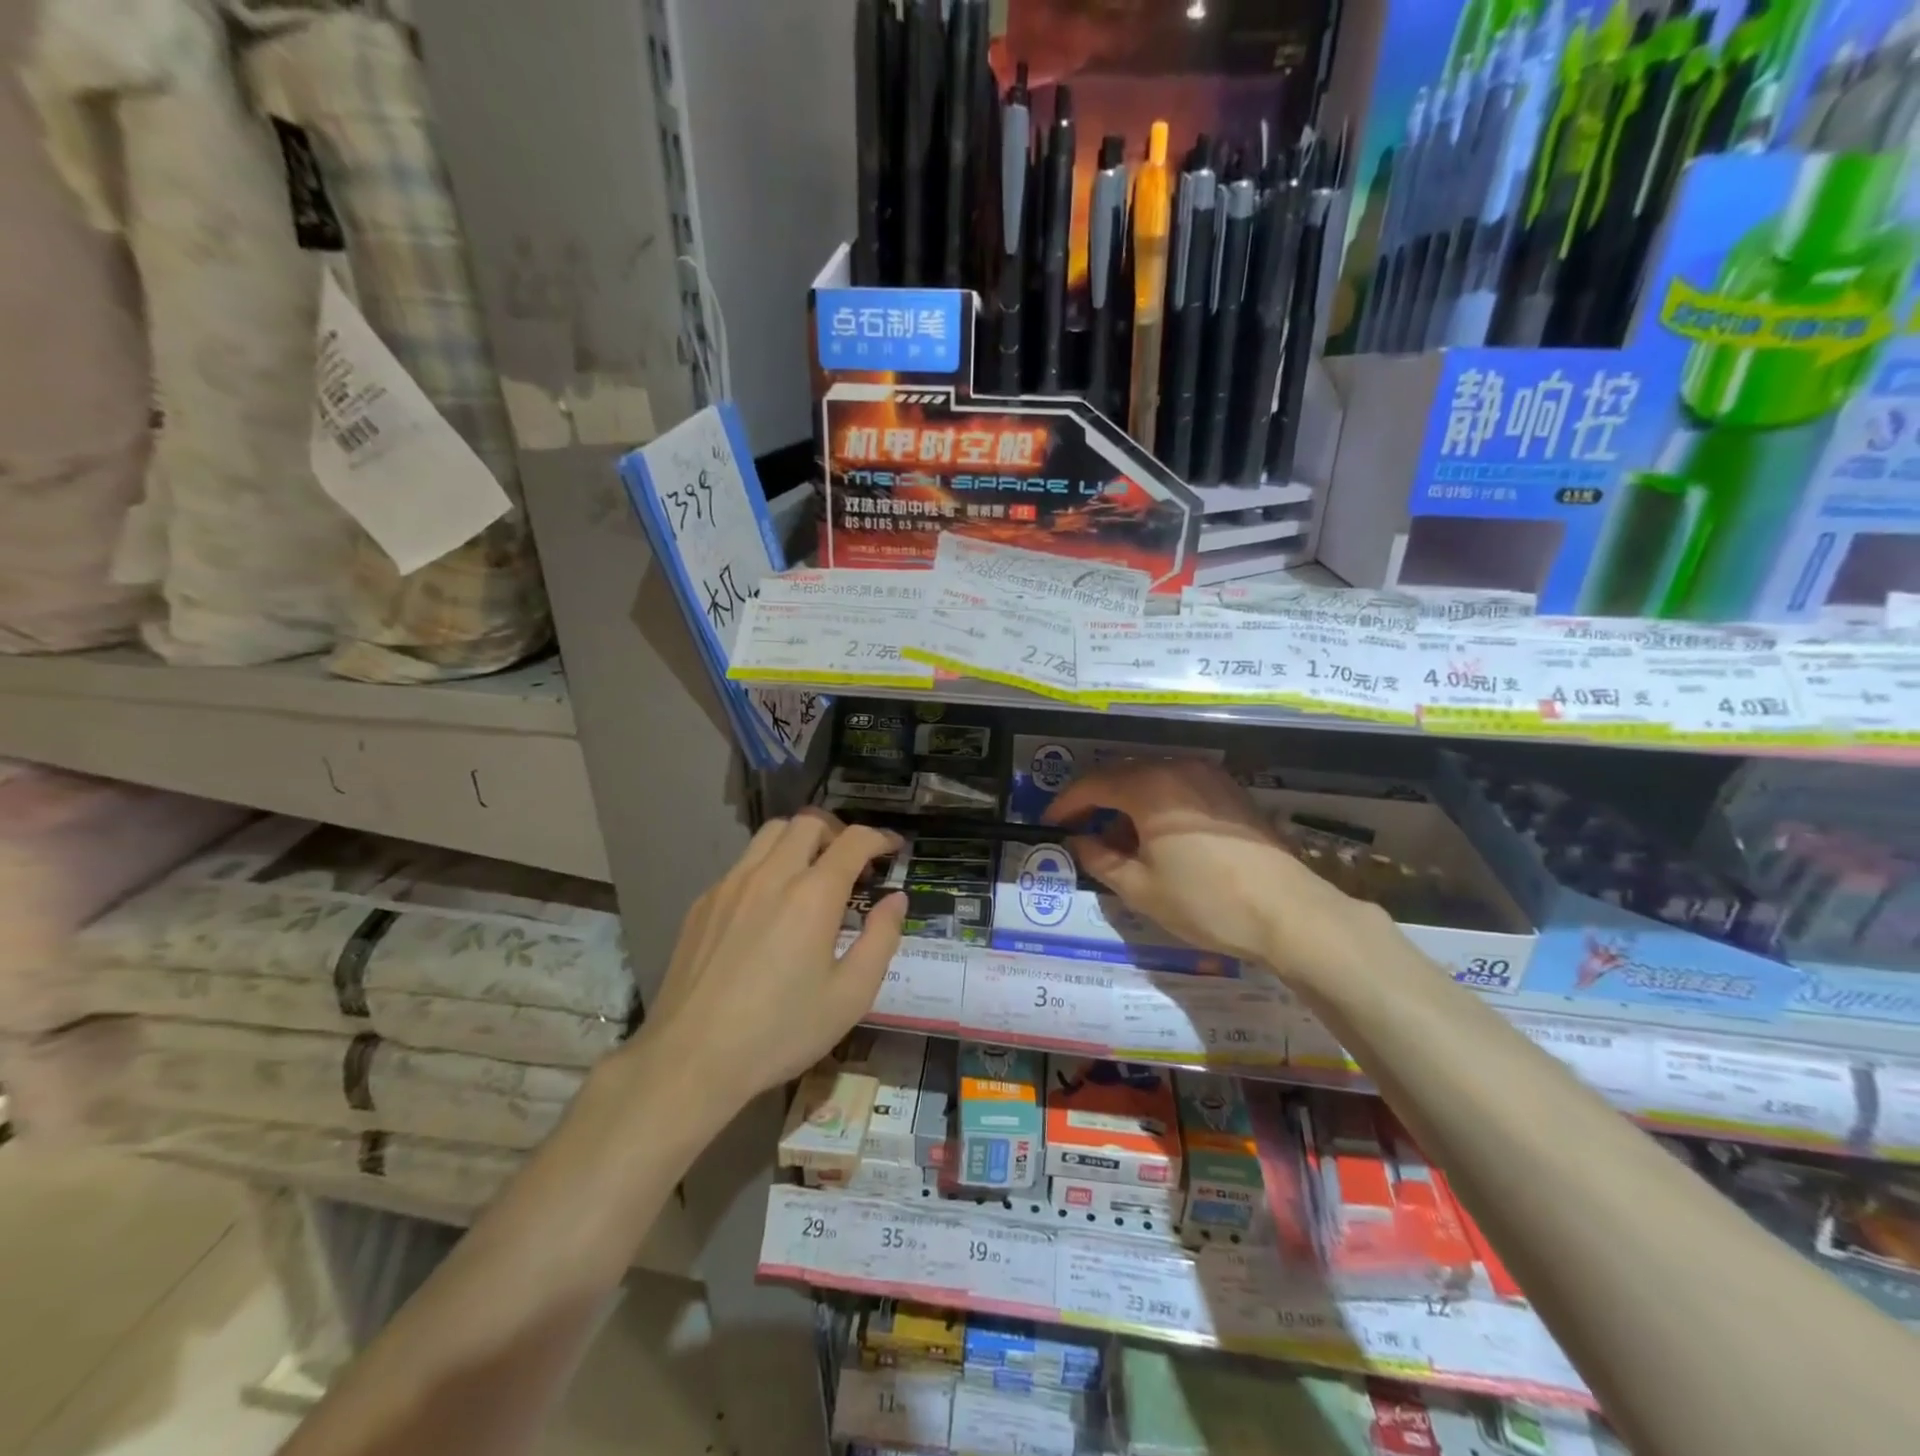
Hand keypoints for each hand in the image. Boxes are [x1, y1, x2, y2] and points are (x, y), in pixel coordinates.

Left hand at [639, 810, 906, 1112]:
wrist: (691, 1059)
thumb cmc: (781, 1031)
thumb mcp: (850, 995)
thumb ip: (881, 938)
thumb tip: (896, 899)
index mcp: (813, 895)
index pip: (853, 841)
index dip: (879, 838)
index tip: (892, 848)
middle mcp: (771, 875)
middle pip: (808, 822)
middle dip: (838, 832)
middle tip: (852, 862)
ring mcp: (730, 885)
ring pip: (770, 834)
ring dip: (800, 841)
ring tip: (811, 874)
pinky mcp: (703, 903)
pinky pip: (742, 864)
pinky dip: (767, 866)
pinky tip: (769, 907)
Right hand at [1042, 760, 1365, 977]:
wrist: (1288, 913)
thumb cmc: (1206, 902)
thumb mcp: (1140, 888)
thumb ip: (1099, 859)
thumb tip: (1077, 840)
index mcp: (1149, 787)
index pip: (1093, 784)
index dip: (1066, 803)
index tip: (1049, 823)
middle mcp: (1177, 769)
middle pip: (1122, 774)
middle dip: (1096, 800)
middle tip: (1079, 830)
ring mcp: (1209, 776)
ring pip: (1152, 779)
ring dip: (1127, 802)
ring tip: (1118, 840)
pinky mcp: (1230, 790)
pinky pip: (1179, 786)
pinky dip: (1157, 803)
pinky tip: (1157, 836)